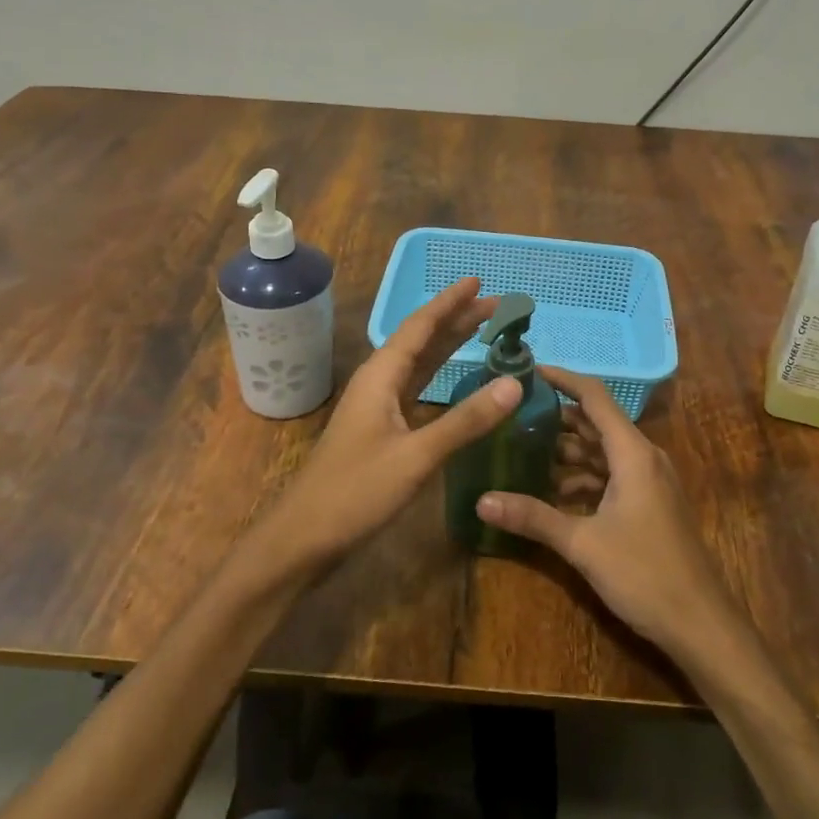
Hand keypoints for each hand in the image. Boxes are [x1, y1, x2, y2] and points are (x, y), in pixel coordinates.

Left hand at [259, 278, 523, 573]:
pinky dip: (440, 376)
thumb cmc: (355, 492)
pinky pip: (416, 389)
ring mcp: (377, 407)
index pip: (420, 326)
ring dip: (449, 345)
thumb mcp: (416, 457)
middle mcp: (378, 383)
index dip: (450, 303)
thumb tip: (514, 385)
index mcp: (381, 376)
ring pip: (419, 364)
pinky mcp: (381, 430)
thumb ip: (465, 421)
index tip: (479, 282)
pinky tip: (456, 379)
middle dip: (456, 319)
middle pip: (421, 340)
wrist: (304, 537)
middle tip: (496, 305)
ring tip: (482, 329)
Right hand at [476, 366, 739, 657]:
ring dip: (566, 451)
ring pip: (602, 452)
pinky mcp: (648, 504)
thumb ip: (533, 518)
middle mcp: (643, 457)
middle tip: (511, 416)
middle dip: (556, 418)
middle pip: (595, 423)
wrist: (701, 624)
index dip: (562, 379)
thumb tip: (481, 501)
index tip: (528, 371)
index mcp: (632, 453)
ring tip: (521, 451)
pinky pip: (610, 476)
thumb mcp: (583, 544)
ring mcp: (649, 481)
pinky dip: (581, 477)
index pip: (594, 397)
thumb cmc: (645, 574)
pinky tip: (550, 492)